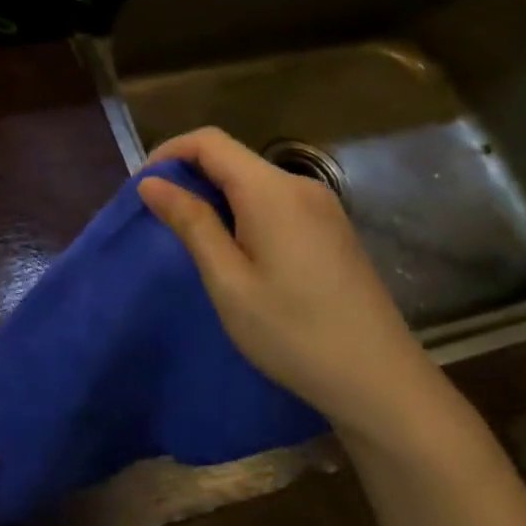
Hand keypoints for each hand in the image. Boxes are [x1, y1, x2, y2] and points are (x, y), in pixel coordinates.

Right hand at [137, 128, 458, 448]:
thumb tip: (152, 183)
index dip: (169, 153)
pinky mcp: (332, 229)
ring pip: (253, 180)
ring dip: (215, 195)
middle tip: (160, 218)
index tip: (142, 187)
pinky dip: (242, 210)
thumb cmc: (294, 333)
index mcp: (272, 191)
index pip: (210, 141)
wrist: (382, 384)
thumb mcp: (229, 281)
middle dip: (189, 175)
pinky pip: (275, 201)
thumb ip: (191, 223)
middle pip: (232, 157)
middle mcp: (300, 186)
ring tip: (192, 238)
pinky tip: (236, 250)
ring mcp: (322, 207)